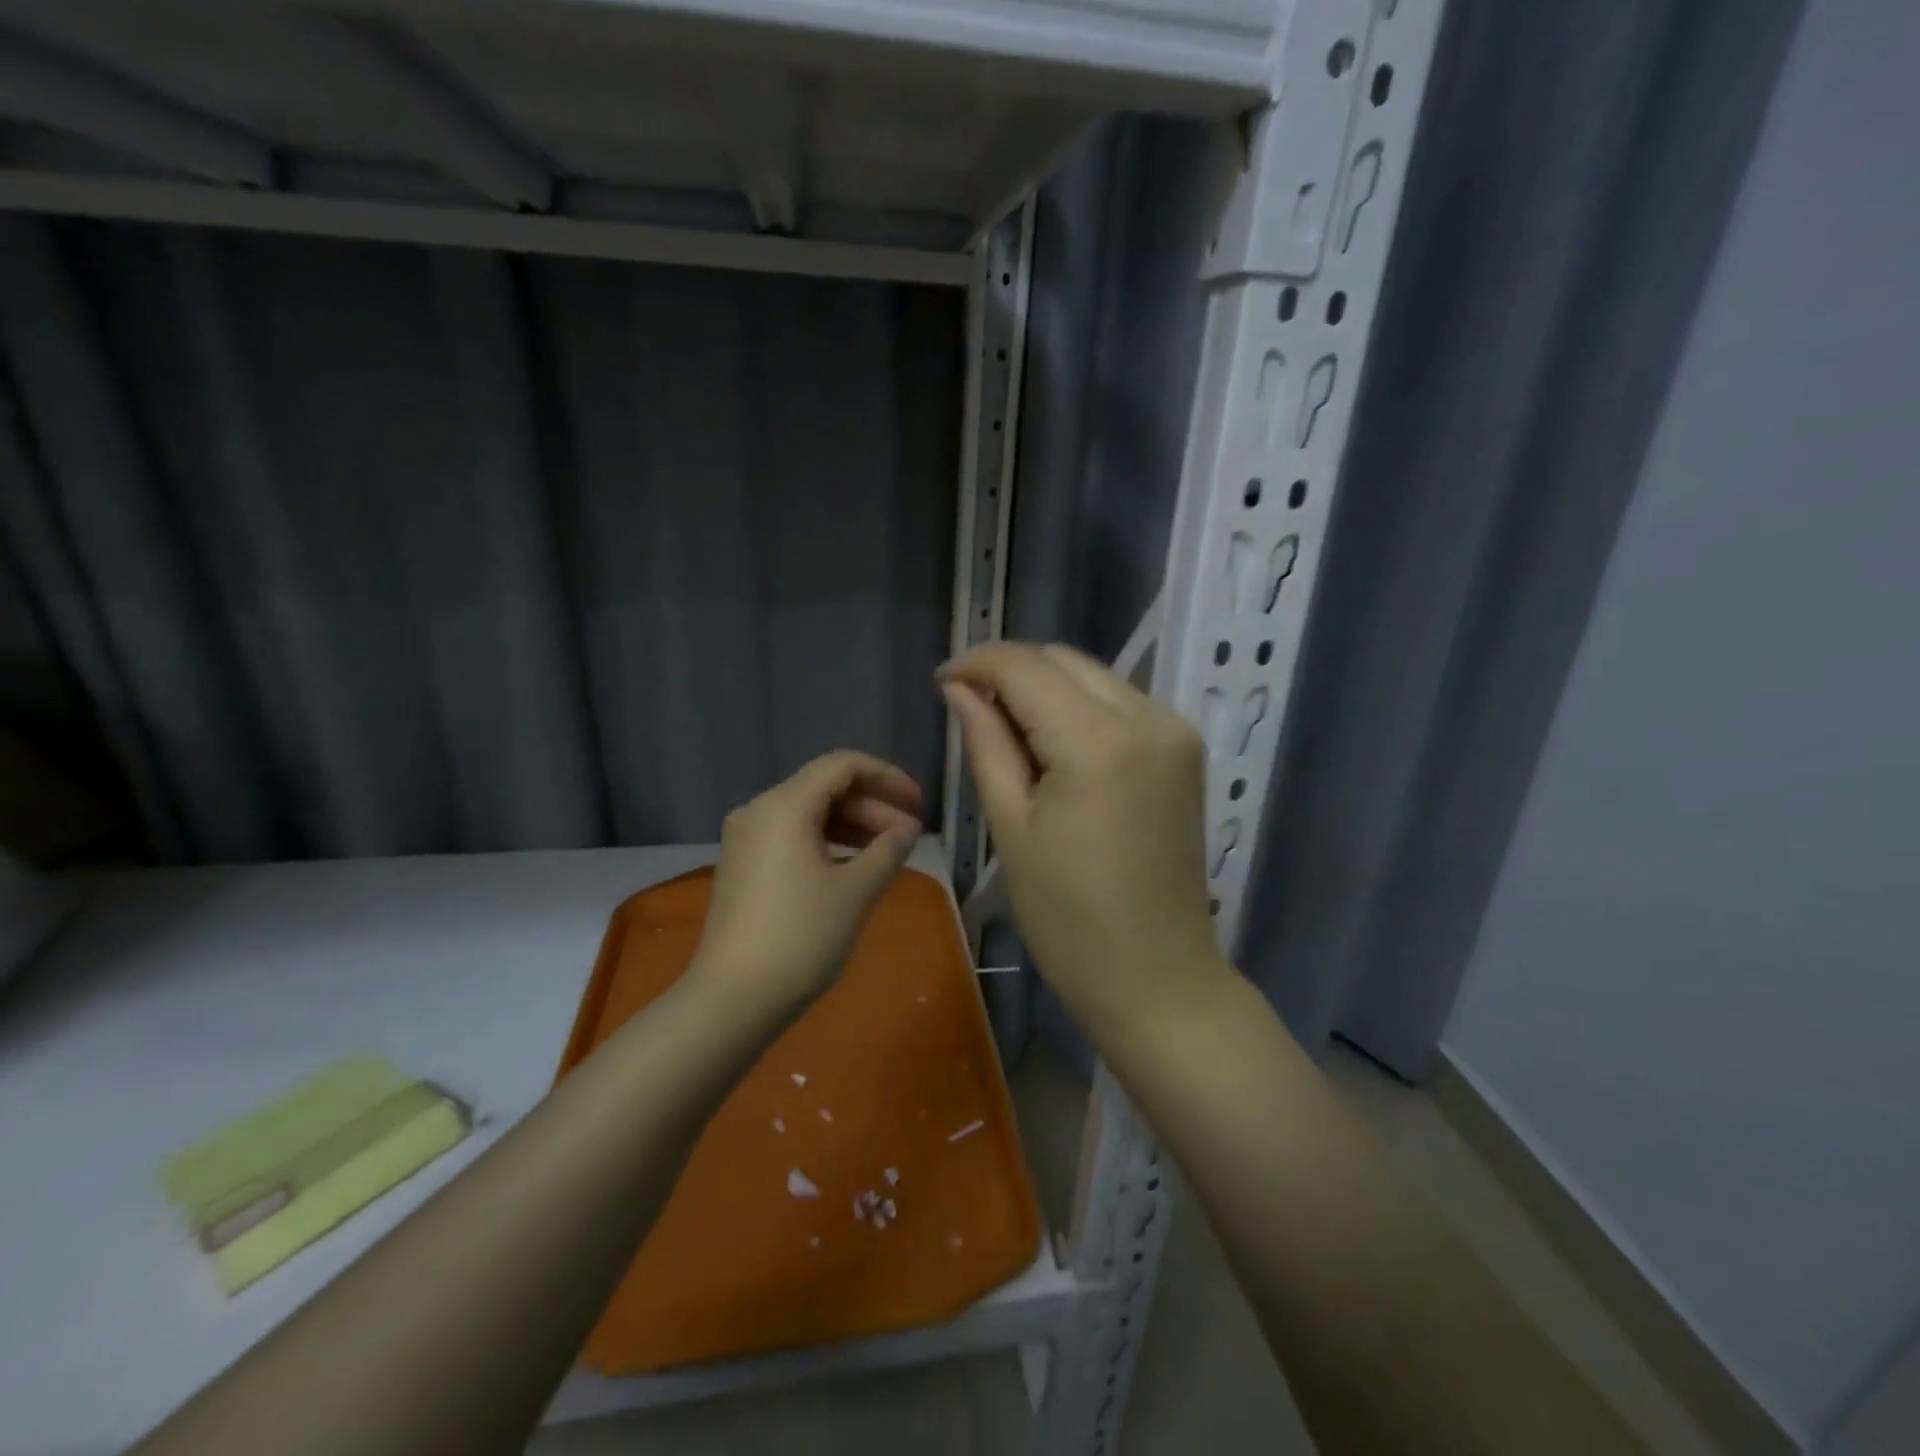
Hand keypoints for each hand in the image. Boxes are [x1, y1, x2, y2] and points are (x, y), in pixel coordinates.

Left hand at [691, 751, 923, 1020]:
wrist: (733, 999)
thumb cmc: (801, 936)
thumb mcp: (856, 890)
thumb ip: (888, 850)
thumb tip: (907, 829)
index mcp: (785, 805)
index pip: (843, 765)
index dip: (887, 777)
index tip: (918, 803)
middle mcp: (760, 811)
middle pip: (825, 788)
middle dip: (872, 806)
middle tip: (909, 836)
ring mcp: (746, 839)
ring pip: (809, 813)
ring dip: (852, 826)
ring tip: (888, 854)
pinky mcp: (743, 866)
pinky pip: (792, 837)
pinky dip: (827, 843)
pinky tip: (852, 869)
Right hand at [940, 642, 1226, 1041]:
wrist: (1157, 977)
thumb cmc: (1068, 918)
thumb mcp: (1012, 828)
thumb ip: (986, 744)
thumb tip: (960, 687)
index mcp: (1098, 741)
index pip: (1026, 668)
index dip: (978, 663)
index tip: (943, 681)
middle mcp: (1148, 717)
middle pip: (1064, 661)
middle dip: (1012, 672)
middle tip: (972, 710)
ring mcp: (1175, 731)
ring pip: (1095, 676)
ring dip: (1047, 688)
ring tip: (1011, 734)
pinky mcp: (1185, 750)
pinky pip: (1122, 703)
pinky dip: (1081, 708)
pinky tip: (1057, 746)